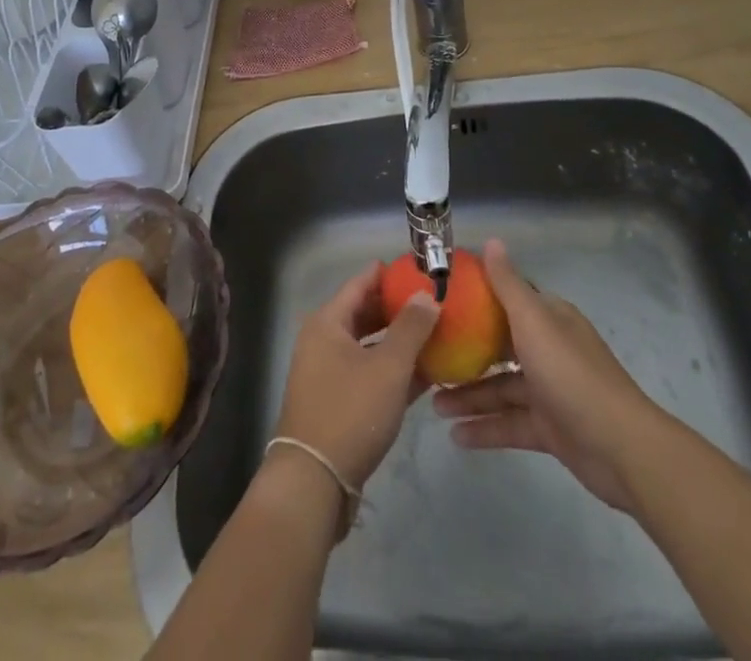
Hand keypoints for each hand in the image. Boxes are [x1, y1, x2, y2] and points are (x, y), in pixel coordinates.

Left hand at [273, 263, 439, 491]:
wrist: (315, 481)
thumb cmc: (351, 412)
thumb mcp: (388, 367)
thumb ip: (411, 328)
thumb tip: (428, 295)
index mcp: (327, 322)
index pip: (361, 283)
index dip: (389, 274)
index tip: (421, 269)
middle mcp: (323, 340)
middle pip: (364, 313)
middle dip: (398, 308)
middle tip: (434, 302)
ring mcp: (328, 373)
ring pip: (369, 346)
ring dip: (399, 342)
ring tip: (436, 335)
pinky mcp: (337, 402)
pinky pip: (369, 373)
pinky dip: (393, 371)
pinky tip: (426, 374)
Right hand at [433, 238, 655, 509]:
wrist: (622, 450)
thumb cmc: (571, 374)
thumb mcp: (534, 322)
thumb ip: (508, 285)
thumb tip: (492, 240)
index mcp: (548, 319)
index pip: (507, 299)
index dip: (474, 299)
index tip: (438, 302)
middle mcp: (548, 349)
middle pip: (499, 346)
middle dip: (464, 353)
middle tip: (428, 358)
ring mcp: (550, 391)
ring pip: (501, 388)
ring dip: (469, 396)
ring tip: (433, 405)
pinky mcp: (551, 429)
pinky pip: (510, 423)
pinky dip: (485, 428)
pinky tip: (455, 436)